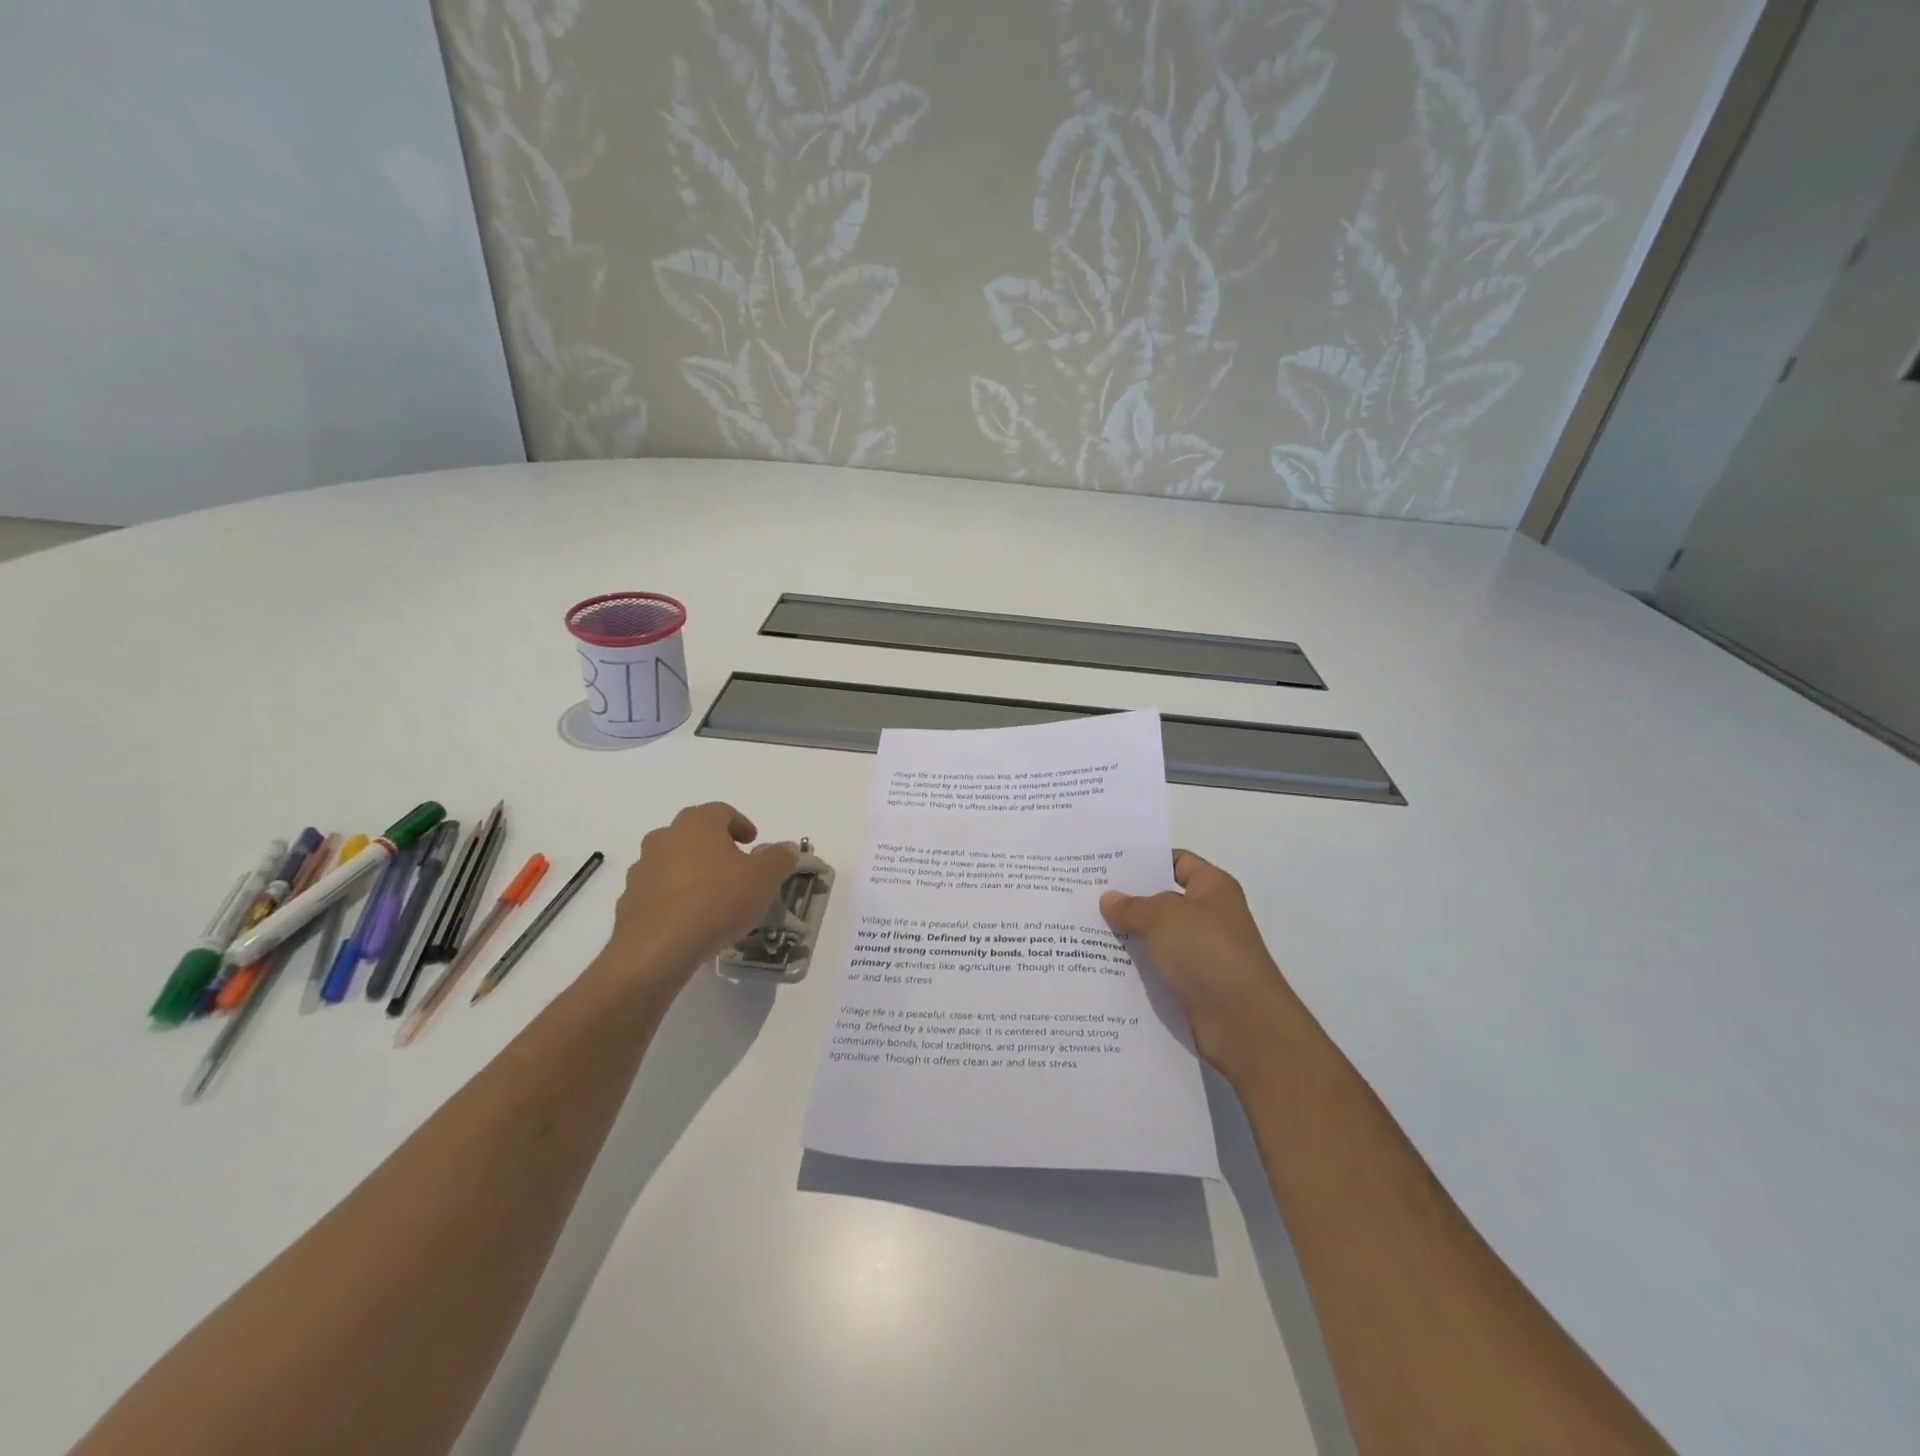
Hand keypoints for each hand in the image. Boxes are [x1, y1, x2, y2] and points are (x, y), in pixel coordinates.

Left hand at [596, 803, 798, 997]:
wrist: (657, 949)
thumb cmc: (717, 901)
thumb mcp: (764, 878)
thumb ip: (779, 858)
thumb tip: (786, 847)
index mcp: (697, 824)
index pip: (721, 811)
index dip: (740, 823)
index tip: (753, 841)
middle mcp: (664, 839)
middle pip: (692, 833)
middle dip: (714, 846)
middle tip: (735, 866)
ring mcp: (642, 870)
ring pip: (672, 862)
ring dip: (692, 871)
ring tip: (713, 897)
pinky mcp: (629, 902)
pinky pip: (658, 892)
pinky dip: (674, 898)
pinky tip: (691, 920)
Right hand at [1100, 851, 1300, 1076]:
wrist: (1242, 1022)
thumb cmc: (1208, 952)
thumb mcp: (1164, 916)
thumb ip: (1133, 906)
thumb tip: (1109, 899)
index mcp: (1212, 888)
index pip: (1177, 861)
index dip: (1145, 860)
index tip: (1107, 864)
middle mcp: (1208, 917)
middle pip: (1161, 900)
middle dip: (1126, 899)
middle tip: (1085, 894)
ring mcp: (1199, 953)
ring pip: (1154, 937)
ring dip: (1125, 936)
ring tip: (1082, 928)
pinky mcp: (1189, 985)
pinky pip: (1155, 968)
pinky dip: (1132, 966)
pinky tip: (1098, 963)